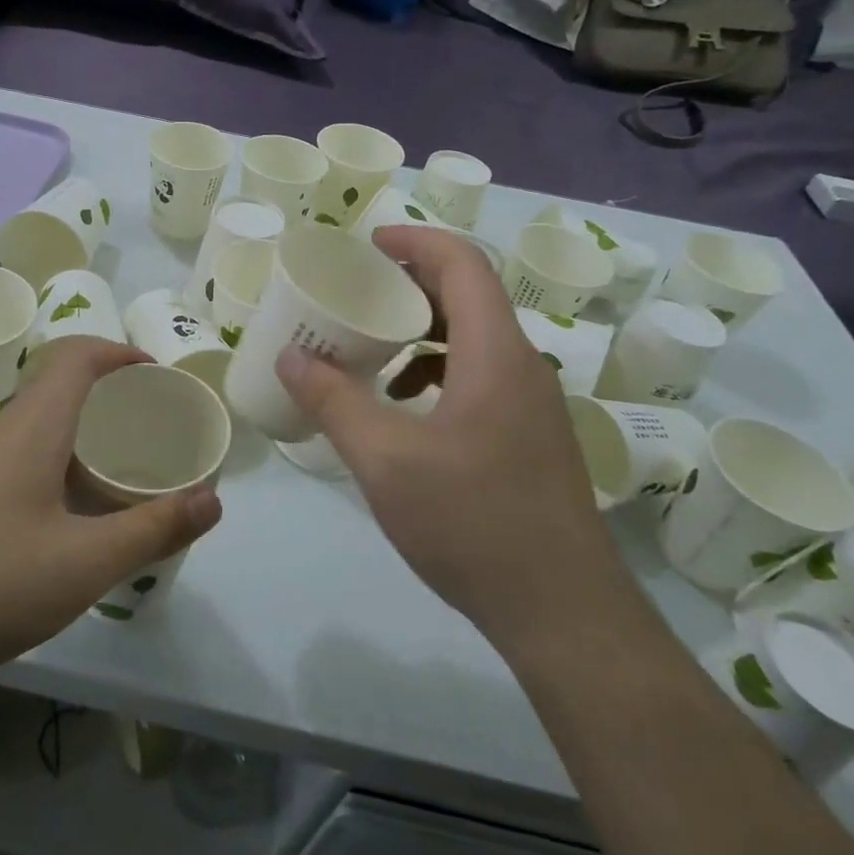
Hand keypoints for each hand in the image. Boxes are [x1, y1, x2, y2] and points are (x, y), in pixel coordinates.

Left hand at [0, 339, 222, 677]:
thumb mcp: (86, 562)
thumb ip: (153, 528)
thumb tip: (213, 501)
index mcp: (33, 427)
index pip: (77, 357)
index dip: (120, 353)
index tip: (156, 376)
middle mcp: (1, 430)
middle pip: (58, 386)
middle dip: (109, 394)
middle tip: (149, 427)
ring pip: (37, 423)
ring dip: (80, 430)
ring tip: (116, 469)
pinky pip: (18, 453)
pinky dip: (55, 459)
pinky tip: (65, 512)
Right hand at [274, 227, 613, 636]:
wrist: (563, 614)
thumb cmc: (473, 523)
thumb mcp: (385, 460)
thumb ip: (333, 402)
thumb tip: (290, 357)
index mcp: (496, 354)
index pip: (463, 264)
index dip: (416, 240)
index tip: (368, 243)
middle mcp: (522, 367)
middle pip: (469, 296)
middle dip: (411, 284)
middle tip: (358, 292)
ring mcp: (532, 405)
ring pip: (475, 339)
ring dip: (424, 331)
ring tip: (373, 350)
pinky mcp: (530, 438)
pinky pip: (481, 377)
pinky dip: (438, 372)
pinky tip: (405, 409)